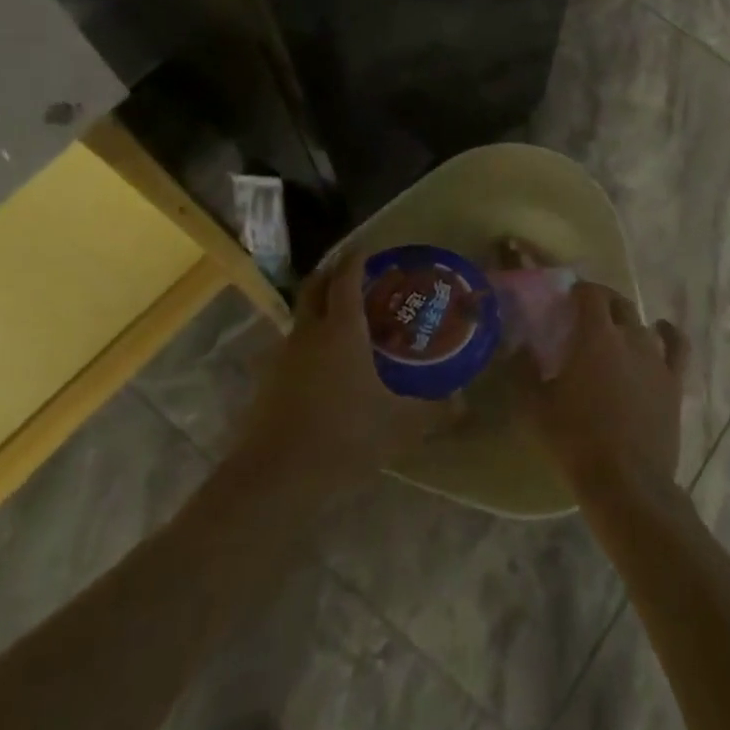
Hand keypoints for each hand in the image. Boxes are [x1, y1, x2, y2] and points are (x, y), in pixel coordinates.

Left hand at [235, 253, 438, 487]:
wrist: (275, 478)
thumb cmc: (344, 436)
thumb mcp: (398, 425)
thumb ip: (432, 410)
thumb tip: (462, 401)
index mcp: (342, 329)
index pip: (346, 278)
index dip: (357, 259)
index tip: (369, 250)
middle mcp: (309, 332)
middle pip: (315, 286)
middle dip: (332, 273)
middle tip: (354, 274)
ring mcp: (283, 356)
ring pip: (300, 316)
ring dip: (319, 308)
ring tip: (344, 320)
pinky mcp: (268, 382)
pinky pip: (292, 347)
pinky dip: (309, 341)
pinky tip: (325, 365)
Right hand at [518, 279, 689, 494]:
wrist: (625, 481)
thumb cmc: (575, 441)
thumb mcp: (534, 407)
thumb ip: (523, 371)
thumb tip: (520, 347)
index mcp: (595, 336)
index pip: (591, 294)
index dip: (579, 289)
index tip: (566, 297)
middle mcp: (629, 337)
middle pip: (618, 303)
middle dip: (601, 300)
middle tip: (585, 312)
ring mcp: (655, 358)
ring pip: (642, 322)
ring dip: (626, 319)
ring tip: (614, 328)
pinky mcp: (673, 381)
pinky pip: (676, 346)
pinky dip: (668, 333)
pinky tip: (661, 329)